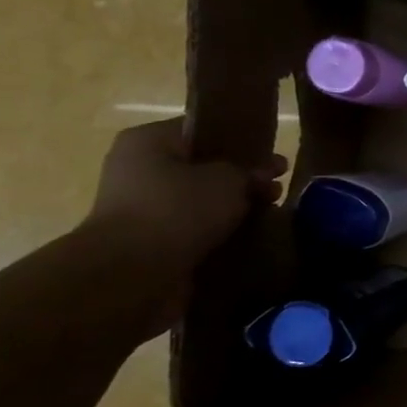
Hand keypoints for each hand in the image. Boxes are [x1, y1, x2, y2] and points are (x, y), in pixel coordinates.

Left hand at [82, 118, 285, 282]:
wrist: (131, 274)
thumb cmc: (178, 209)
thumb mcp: (228, 180)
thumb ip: (250, 171)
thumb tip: (264, 174)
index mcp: (148, 141)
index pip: (202, 131)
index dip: (242, 142)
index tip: (272, 159)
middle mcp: (138, 170)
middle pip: (202, 168)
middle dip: (241, 180)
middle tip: (275, 190)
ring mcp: (140, 208)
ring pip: (199, 201)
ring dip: (232, 209)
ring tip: (267, 217)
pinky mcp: (148, 242)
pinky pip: (192, 230)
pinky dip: (217, 233)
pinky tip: (246, 239)